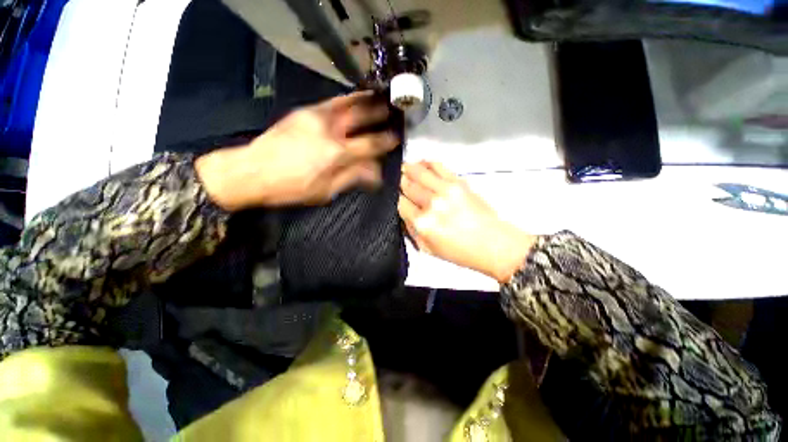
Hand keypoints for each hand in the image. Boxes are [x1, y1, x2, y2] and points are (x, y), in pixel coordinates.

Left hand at [196, 91, 398, 209]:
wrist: (252, 171)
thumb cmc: (292, 188)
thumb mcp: (327, 191)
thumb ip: (353, 177)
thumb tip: (376, 173)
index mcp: (337, 153)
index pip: (371, 143)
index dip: (387, 140)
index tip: (398, 138)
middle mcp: (329, 129)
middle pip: (363, 115)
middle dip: (382, 111)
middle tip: (395, 109)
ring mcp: (316, 115)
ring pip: (349, 101)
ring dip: (367, 99)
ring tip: (381, 97)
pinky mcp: (305, 111)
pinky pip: (334, 101)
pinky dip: (349, 100)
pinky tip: (356, 101)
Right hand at [398, 162, 535, 283]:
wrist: (494, 244)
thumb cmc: (459, 252)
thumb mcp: (427, 249)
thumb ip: (410, 229)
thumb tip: (403, 210)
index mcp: (423, 223)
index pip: (399, 202)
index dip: (394, 197)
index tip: (394, 195)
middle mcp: (431, 203)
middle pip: (407, 183)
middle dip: (399, 181)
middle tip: (396, 181)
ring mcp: (446, 189)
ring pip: (418, 170)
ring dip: (408, 168)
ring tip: (404, 169)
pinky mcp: (459, 181)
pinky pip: (437, 165)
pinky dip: (426, 162)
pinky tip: (421, 164)